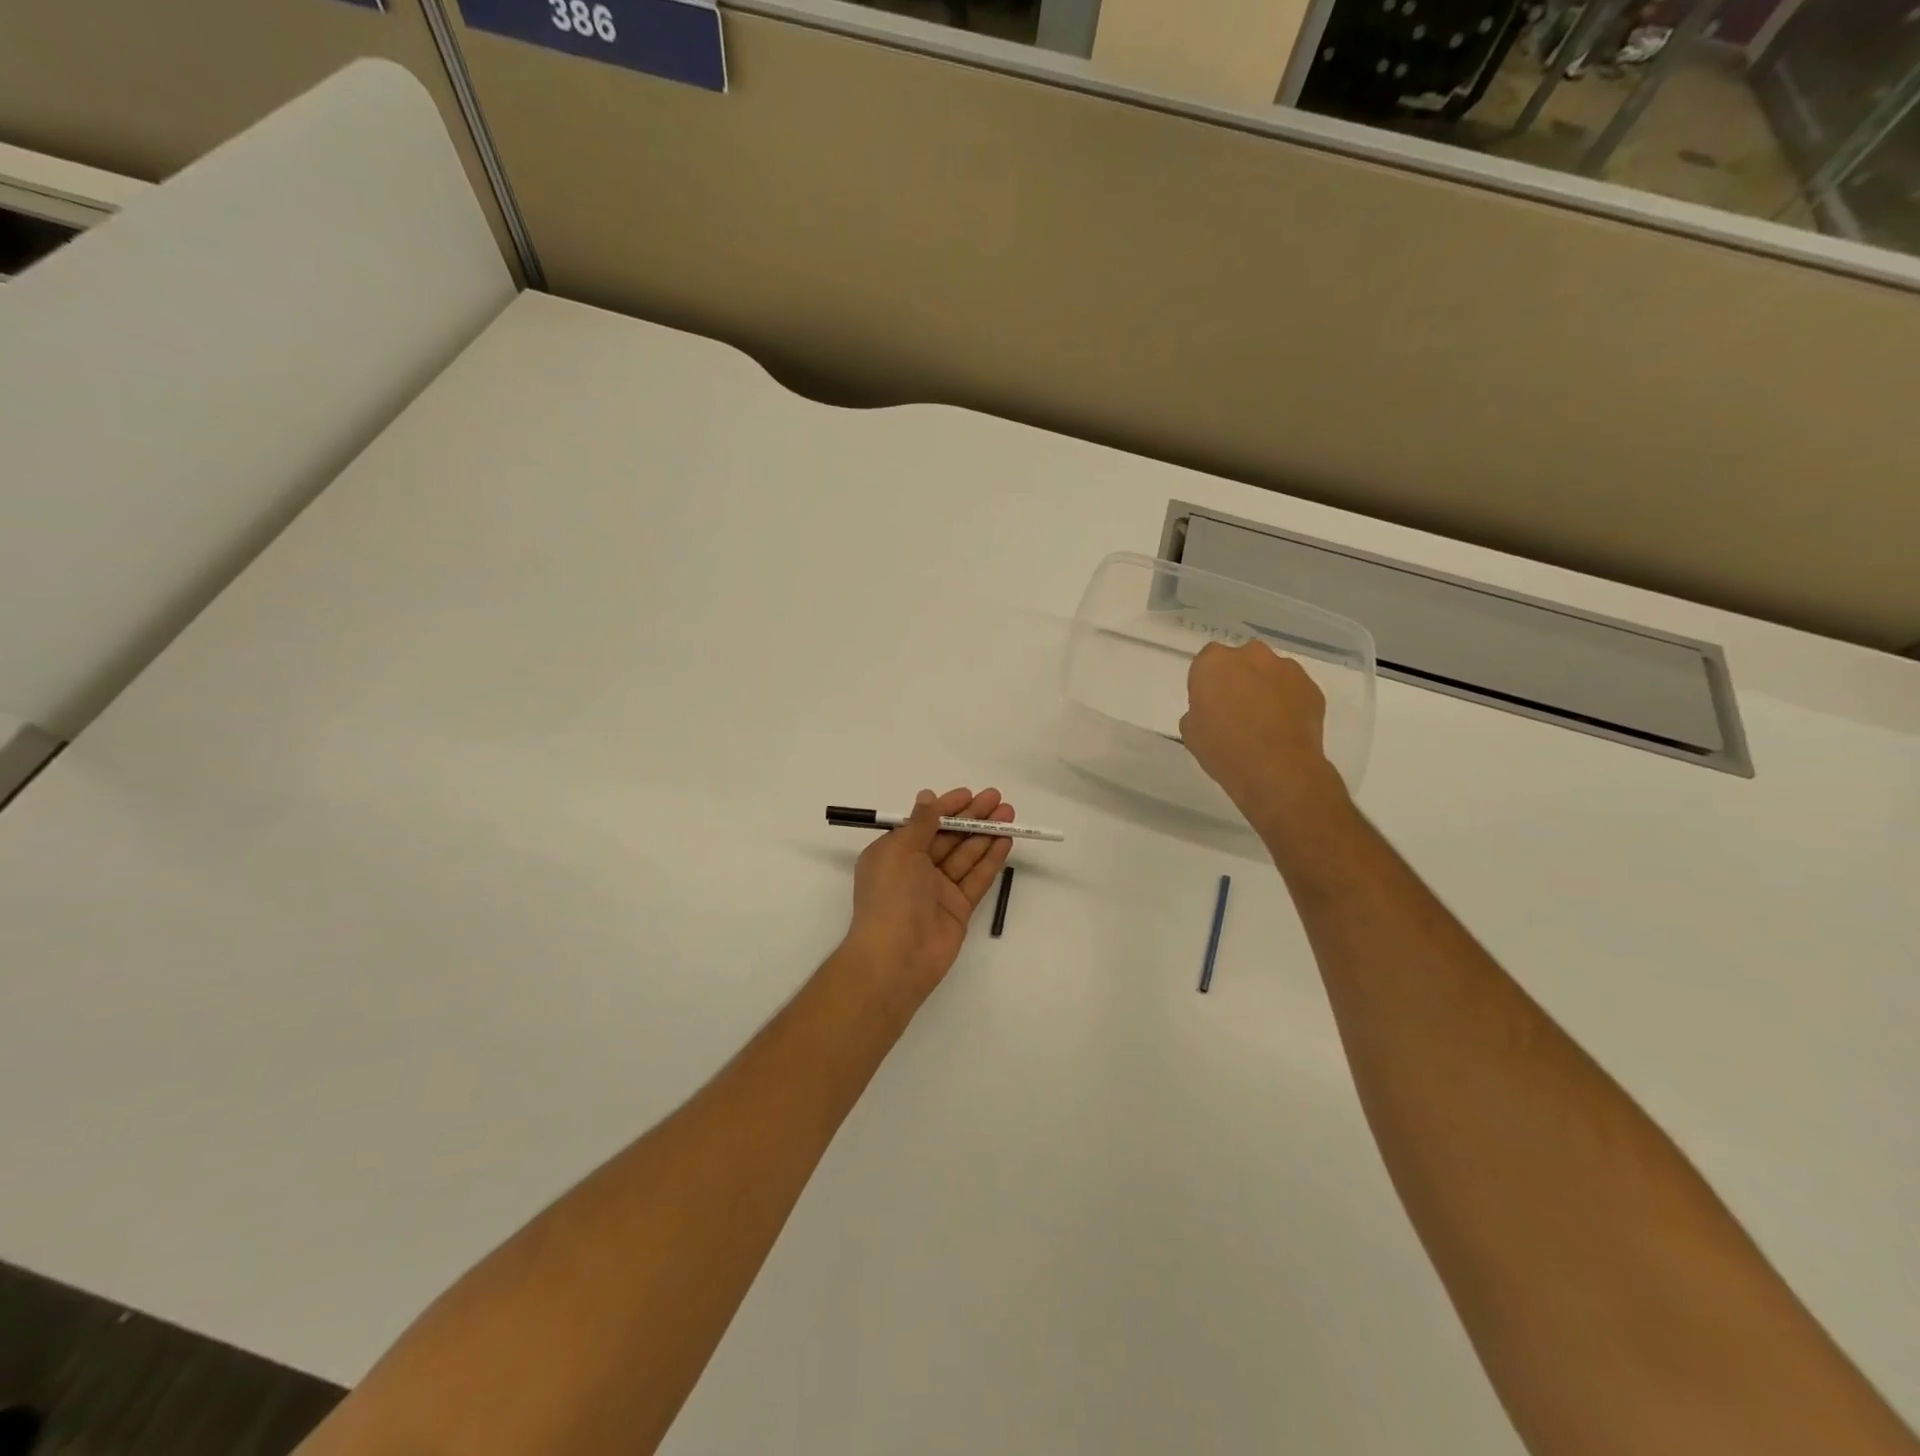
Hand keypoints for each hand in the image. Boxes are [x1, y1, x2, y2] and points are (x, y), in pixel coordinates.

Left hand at [842, 787, 1014, 1014]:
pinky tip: (1006, 841)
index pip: (923, 823)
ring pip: (966, 855)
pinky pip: (977, 878)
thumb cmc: (891, 896)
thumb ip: (920, 823)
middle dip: (972, 817)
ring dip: (986, 834)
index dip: (946, 808)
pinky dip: (991, 859)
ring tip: (1009, 814)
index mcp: (893, 854)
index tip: (969, 794)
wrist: (896, 957)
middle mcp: (915, 869)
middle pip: (948, 837)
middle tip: (998, 799)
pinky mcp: (958, 909)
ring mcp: (938, 890)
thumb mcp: (900, 850)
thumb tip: (927, 797)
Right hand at [1181, 640, 1342, 834]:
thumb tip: (1212, 711)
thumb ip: (1198, 710)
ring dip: (1265, 688)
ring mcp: (1286, 668)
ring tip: (1265, 721)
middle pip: (1241, 661)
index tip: (1209, 704)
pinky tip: (1284, 728)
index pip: (1206, 662)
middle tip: (1236, 710)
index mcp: (1214, 663)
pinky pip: (1293, 689)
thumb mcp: (1191, 731)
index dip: (1207, 683)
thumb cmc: (1224, 750)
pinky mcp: (1311, 686)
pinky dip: (1288, 701)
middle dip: (1238, 679)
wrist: (1277, 771)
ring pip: (1270, 672)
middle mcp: (1251, 655)